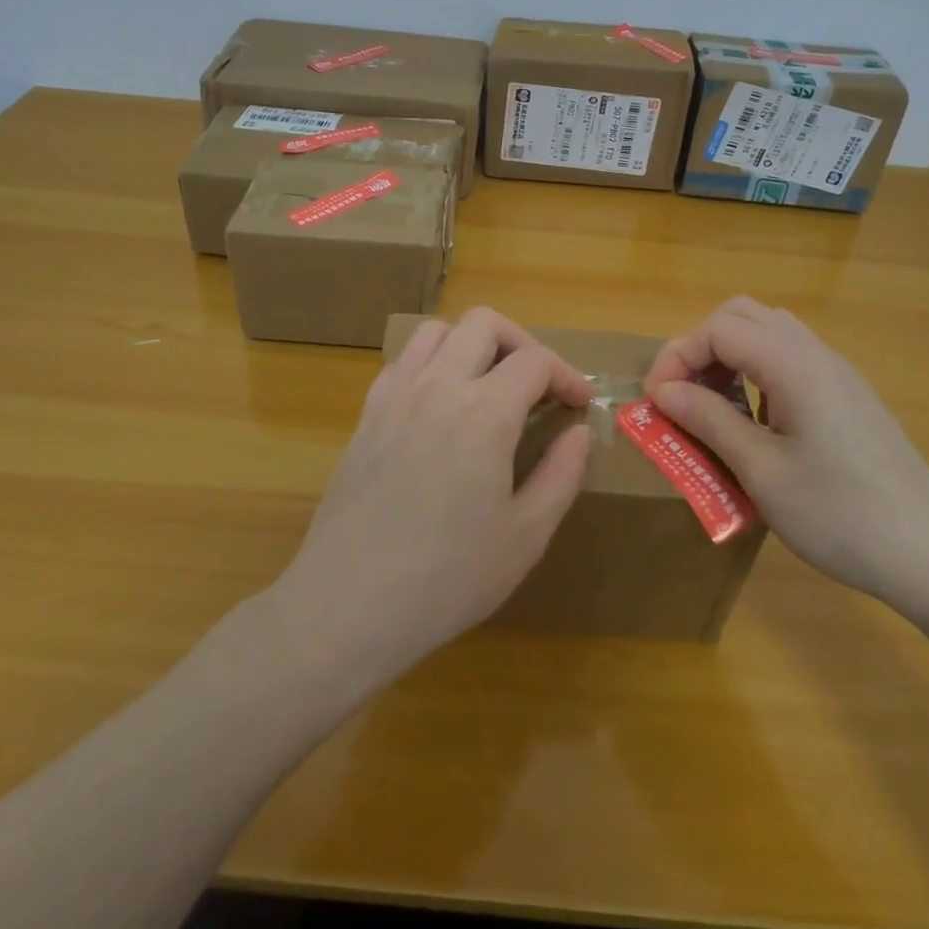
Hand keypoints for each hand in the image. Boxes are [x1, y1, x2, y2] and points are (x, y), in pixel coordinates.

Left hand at [277, 308, 591, 681]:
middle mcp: (438, 385)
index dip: (567, 375)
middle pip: (485, 323)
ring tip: (488, 384)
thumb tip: (579, 432)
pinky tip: (439, 405)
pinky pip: (402, 361)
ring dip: (471, 343)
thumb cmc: (448, 577)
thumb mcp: (525, 536)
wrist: (349, 604)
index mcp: (484, 412)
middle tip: (537, 385)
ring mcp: (395, 395)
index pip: (535, 360)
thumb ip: (561, 474)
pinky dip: (431, 363)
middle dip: (522, 342)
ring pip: (437, 330)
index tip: (579, 404)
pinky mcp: (367, 414)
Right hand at [645, 297, 928, 613]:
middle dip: (700, 347)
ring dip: (728, 357)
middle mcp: (816, 354)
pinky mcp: (848, 395)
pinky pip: (790, 359)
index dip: (677, 356)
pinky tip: (756, 421)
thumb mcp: (762, 472)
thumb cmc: (841, 515)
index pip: (718, 328)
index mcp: (793, 364)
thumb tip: (662, 391)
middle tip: (681, 394)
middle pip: (741, 315)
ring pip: (768, 332)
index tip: (657, 401)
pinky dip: (756, 372)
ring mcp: (837, 373)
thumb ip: (708, 421)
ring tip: (712, 406)